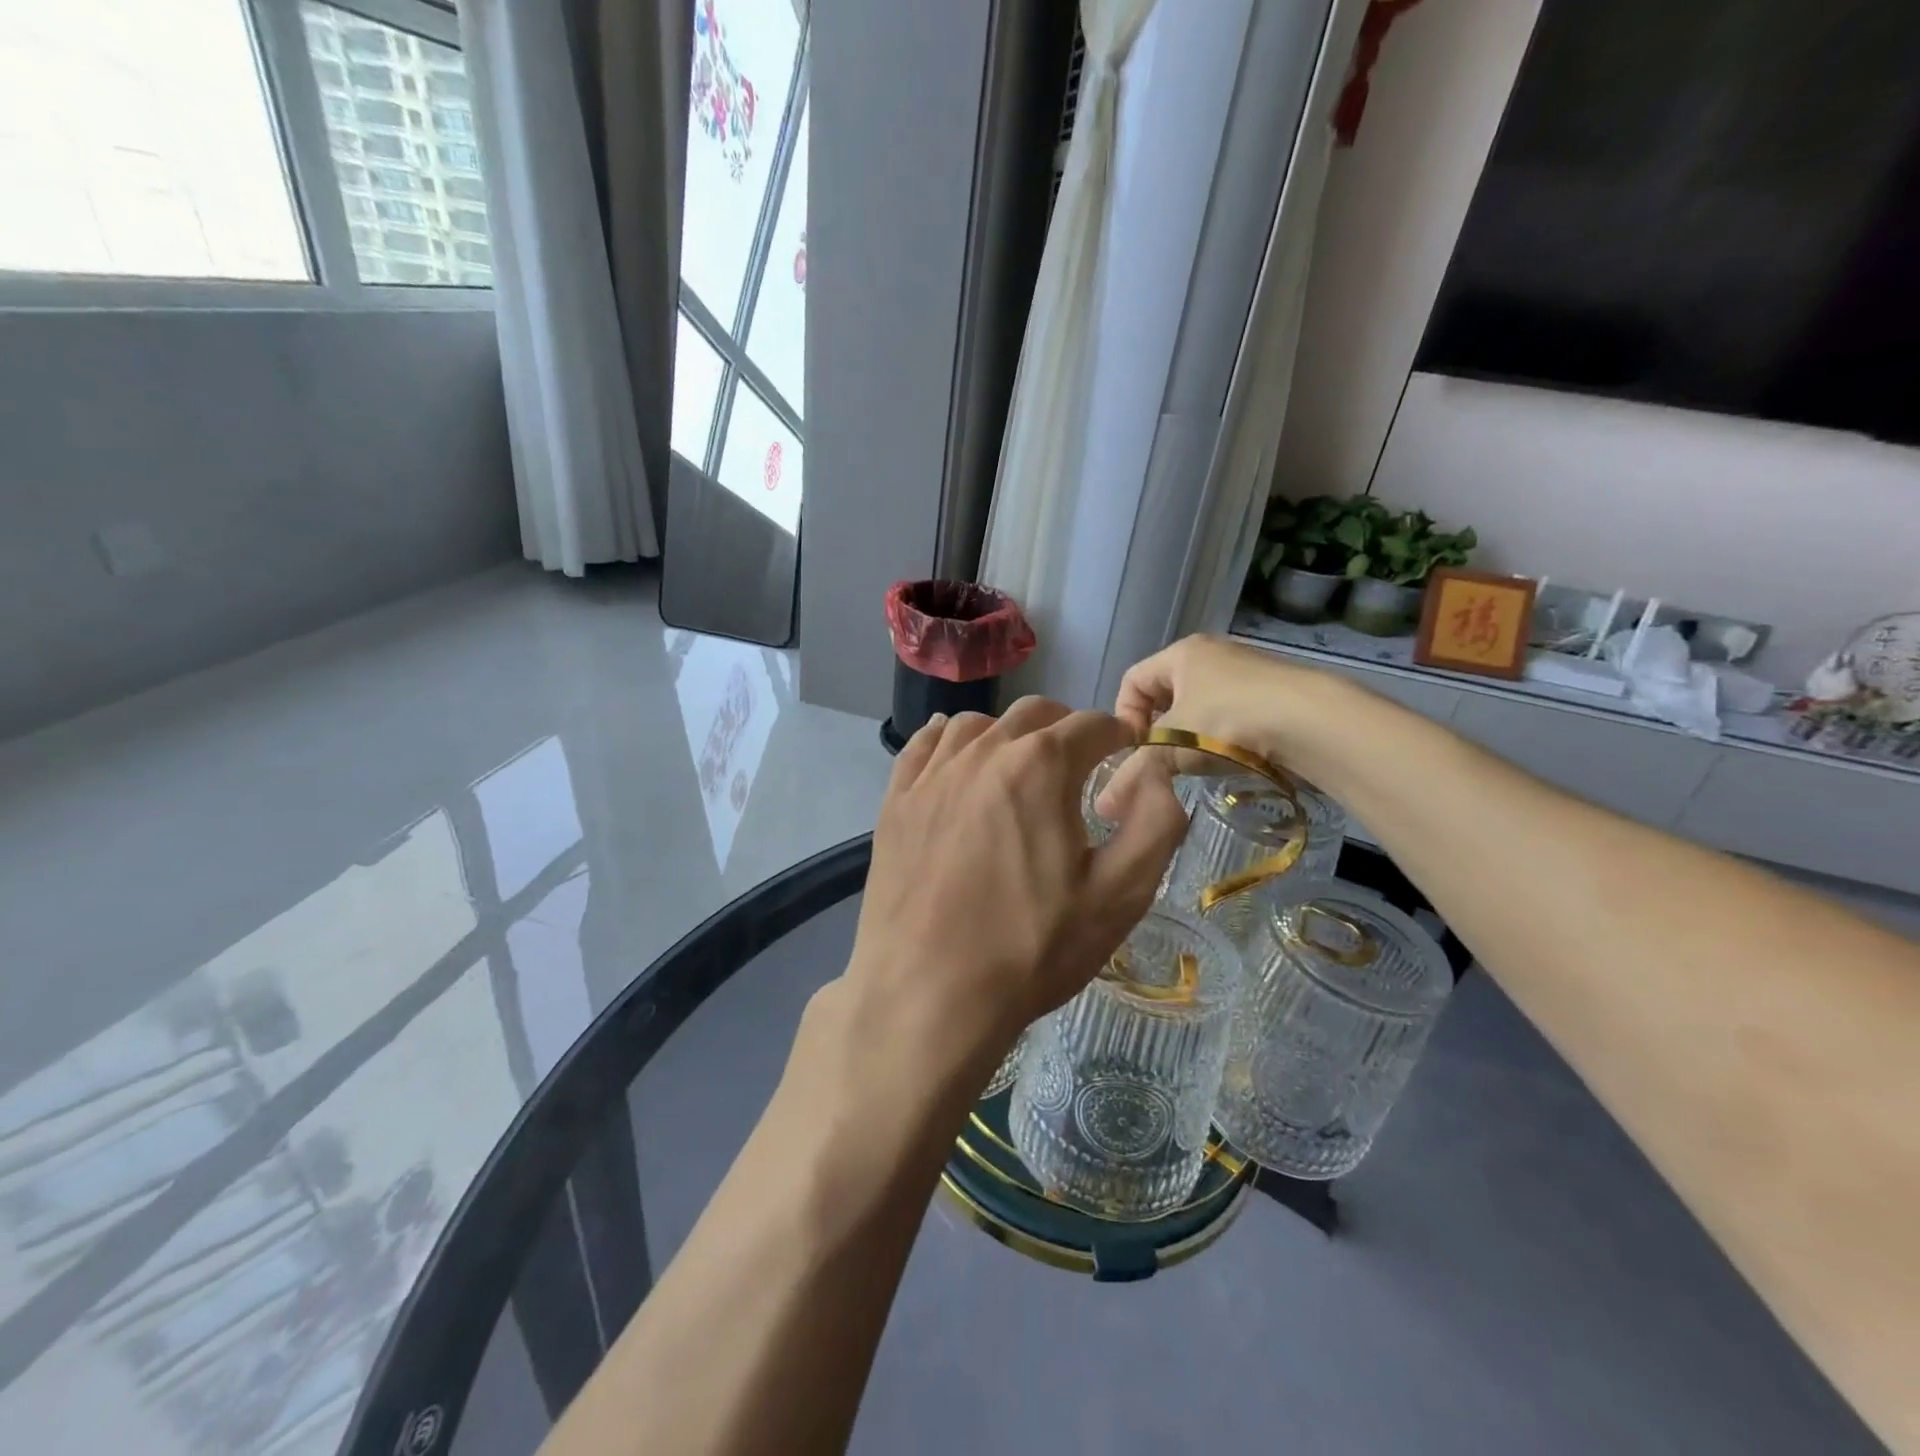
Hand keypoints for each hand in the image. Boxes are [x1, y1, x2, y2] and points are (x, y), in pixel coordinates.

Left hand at [843, 696, 1187, 1079]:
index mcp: (1041, 766)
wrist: (927, 994)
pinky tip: (957, 757)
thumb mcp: (1120, 894)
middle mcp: (983, 752)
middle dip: (1067, 729)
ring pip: (978, 724)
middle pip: (1035, 713)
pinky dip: (950, 740)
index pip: (1092, 724)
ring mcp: (932, 773)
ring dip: (1009, 734)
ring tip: (1021, 768)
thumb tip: (1154, 770)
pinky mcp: (896, 799)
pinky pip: (924, 744)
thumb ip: (1156, 821)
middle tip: (1080, 765)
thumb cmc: (1031, 948)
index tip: (1125, 756)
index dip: (1118, 736)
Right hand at [1115, 634, 1333, 771]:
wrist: (1314, 722)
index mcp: (1181, 653)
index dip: (1124, 716)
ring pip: (1200, 707)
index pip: (1132, 679)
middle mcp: (1213, 654)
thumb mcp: (1173, 747)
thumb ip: (1135, 773)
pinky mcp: (1275, 695)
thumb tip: (1103, 808)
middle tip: (1162, 762)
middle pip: (1166, 694)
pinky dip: (1222, 740)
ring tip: (1198, 766)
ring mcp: (1247, 673)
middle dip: (1158, 731)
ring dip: (1191, 738)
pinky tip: (1232, 761)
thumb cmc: (1228, 721)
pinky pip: (1232, 716)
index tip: (1134, 750)